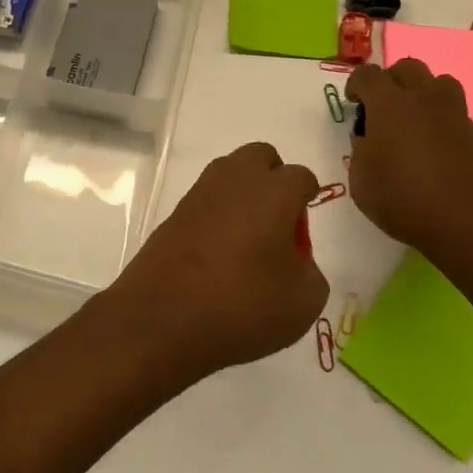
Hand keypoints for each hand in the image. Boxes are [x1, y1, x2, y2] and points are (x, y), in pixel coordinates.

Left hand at [110, 143, 326, 378]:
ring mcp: (200, 192)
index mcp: (273, 191)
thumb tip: (293, 258)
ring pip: (230, 173)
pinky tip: (221, 250)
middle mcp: (235, 180)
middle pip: (260, 157)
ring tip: (250, 239)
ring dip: (244, 193)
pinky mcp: (175, 211)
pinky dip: (219, 213)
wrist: (164, 316)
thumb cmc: (243, 304)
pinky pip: (207, 199)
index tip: (305, 225)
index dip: (308, 197)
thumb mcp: (303, 300)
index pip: (300, 176)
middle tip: (278, 221)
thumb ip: (308, 269)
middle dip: (274, 178)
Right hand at [345, 60, 472, 263]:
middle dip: (391, 81)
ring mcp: (456, 116)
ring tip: (413, 120)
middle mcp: (424, 100)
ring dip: (423, 93)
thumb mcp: (360, 180)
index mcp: (390, 104)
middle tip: (382, 108)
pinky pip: (456, 114)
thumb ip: (360, 152)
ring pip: (439, 83)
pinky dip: (442, 122)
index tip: (353, 104)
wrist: (472, 225)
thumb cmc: (404, 199)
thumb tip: (369, 141)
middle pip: (408, 68)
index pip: (367, 74)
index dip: (355, 84)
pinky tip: (435, 149)